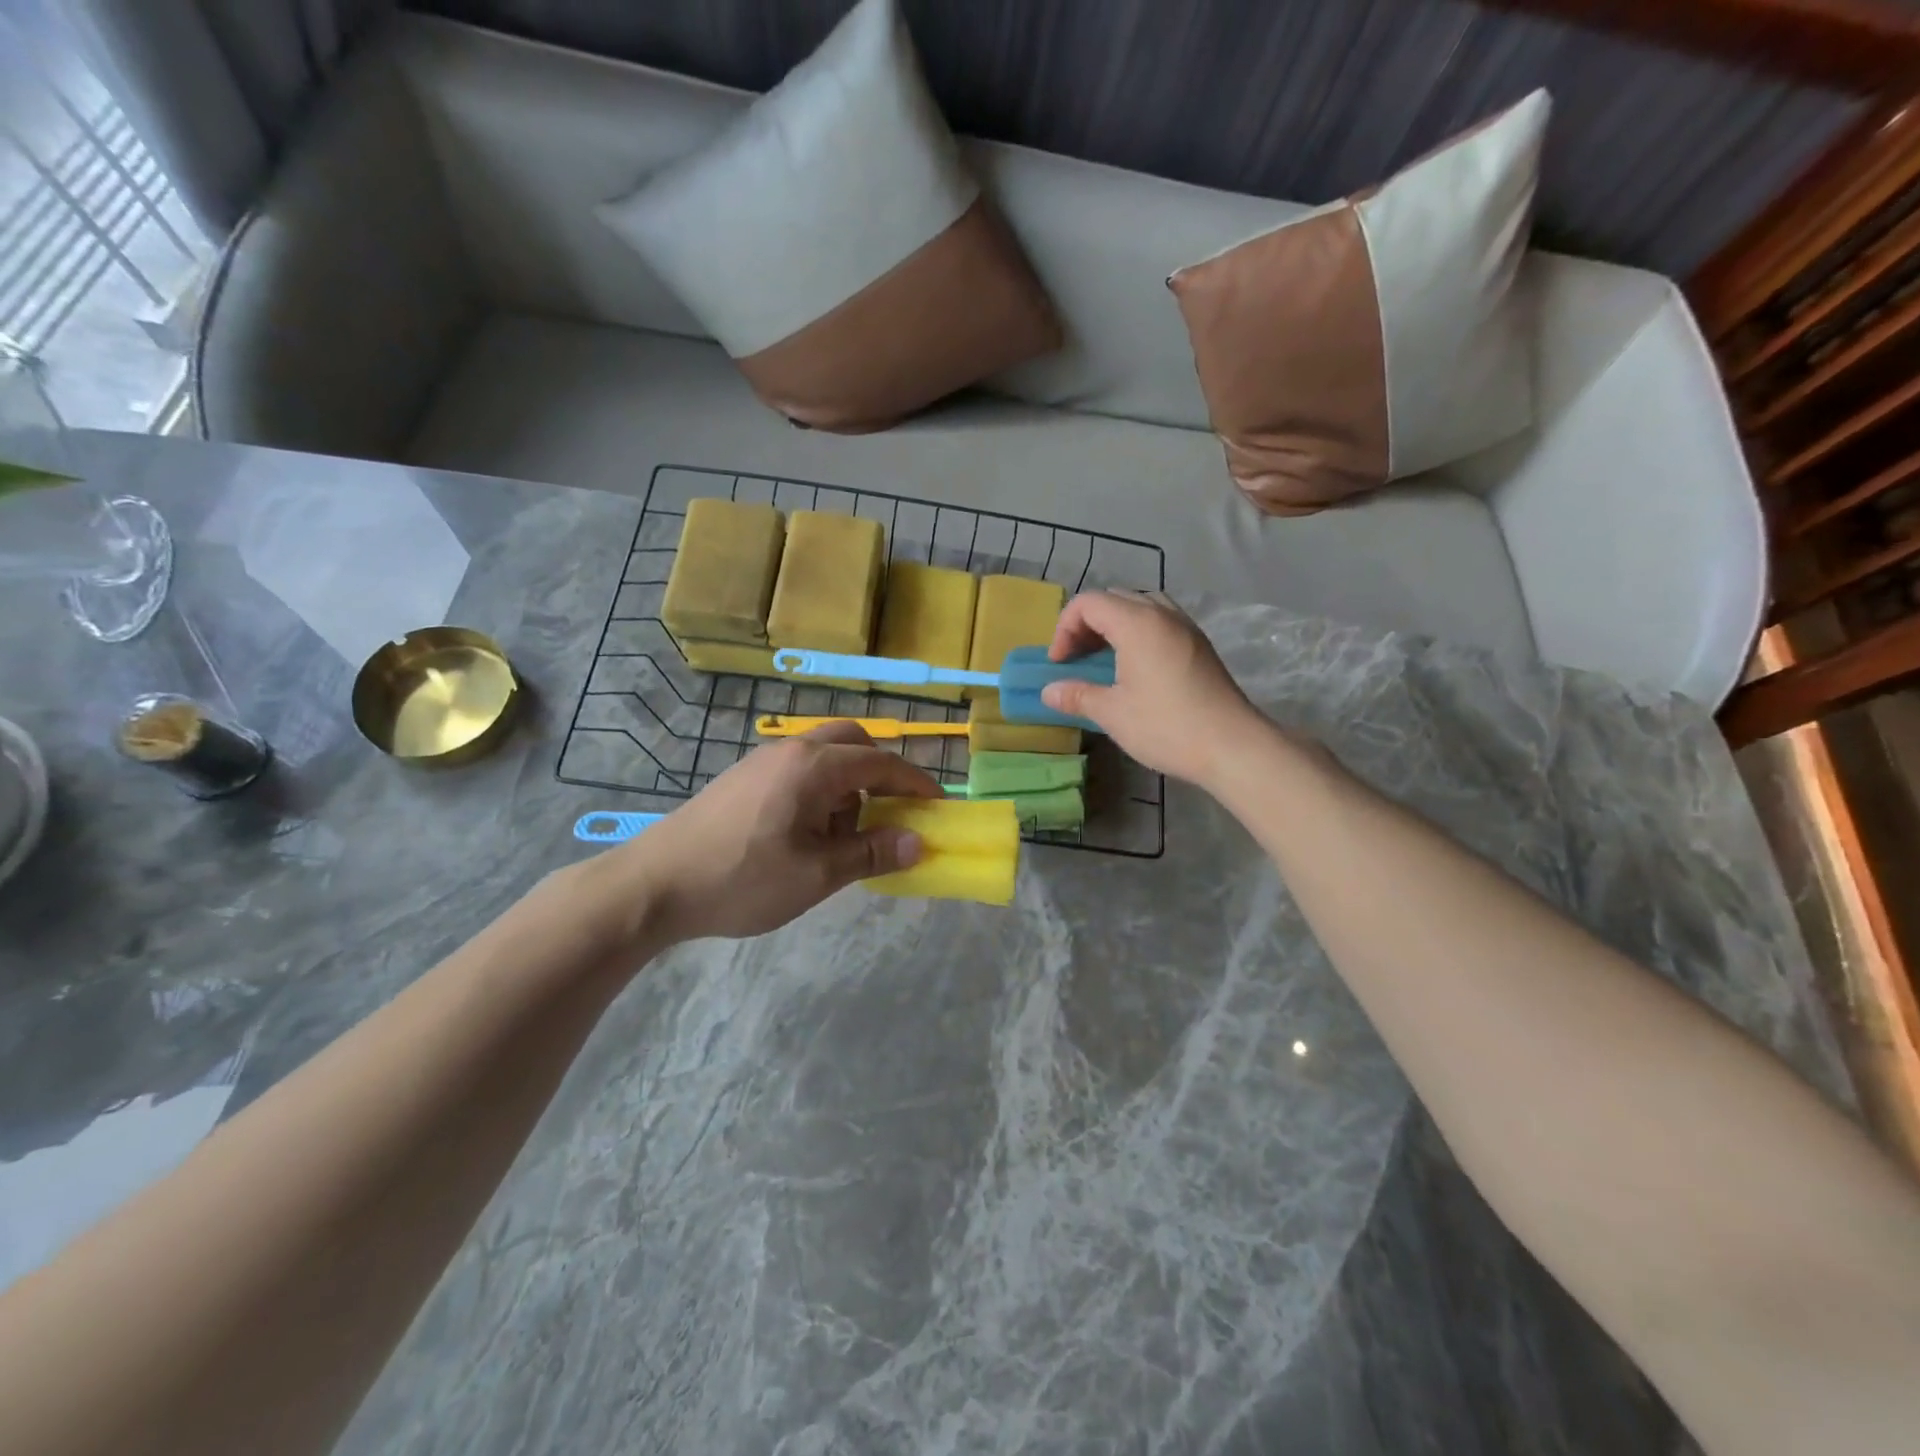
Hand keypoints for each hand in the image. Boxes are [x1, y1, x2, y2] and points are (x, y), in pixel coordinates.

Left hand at [580, 723, 941, 949]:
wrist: (653, 885)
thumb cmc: (742, 878)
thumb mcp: (816, 875)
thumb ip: (871, 853)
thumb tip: (918, 842)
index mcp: (813, 767)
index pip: (881, 763)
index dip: (916, 783)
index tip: (939, 806)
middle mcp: (790, 751)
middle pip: (852, 744)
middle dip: (880, 775)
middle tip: (890, 815)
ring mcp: (761, 762)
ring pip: (824, 758)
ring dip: (848, 788)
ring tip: (840, 839)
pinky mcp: (743, 780)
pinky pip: (798, 772)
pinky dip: (819, 793)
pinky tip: (804, 837)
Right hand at [1041, 591, 1265, 787]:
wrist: (1232, 745)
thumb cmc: (1166, 725)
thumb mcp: (1112, 713)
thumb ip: (1077, 695)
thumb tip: (1048, 692)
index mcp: (1137, 622)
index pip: (1089, 603)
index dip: (1064, 628)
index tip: (1059, 663)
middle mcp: (1162, 614)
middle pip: (1114, 599)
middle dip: (1086, 624)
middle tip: (1075, 659)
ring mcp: (1185, 627)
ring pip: (1139, 607)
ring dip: (1113, 626)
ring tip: (1103, 659)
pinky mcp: (1199, 644)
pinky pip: (1159, 622)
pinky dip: (1137, 633)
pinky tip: (1133, 667)